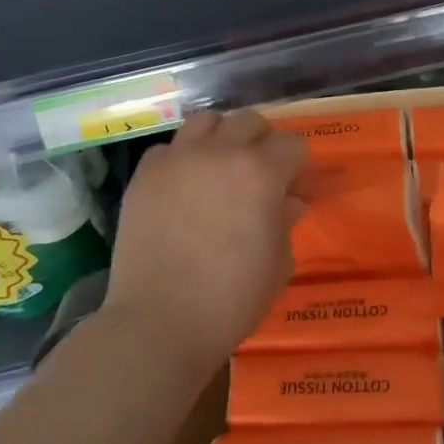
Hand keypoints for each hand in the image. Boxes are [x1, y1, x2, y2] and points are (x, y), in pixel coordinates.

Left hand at [103, 110, 307, 375]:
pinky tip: (182, 186)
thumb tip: (290, 200)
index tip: (296, 188)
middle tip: (260, 175)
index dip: (298, 166)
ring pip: (206, 121)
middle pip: (251, 121)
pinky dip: (181, 158)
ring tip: (220, 167)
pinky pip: (168, 149)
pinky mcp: (144, 175)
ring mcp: (178, 159)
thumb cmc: (231, 299)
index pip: (293, 145)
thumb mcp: (278, 263)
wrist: (159, 322)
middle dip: (263, 142)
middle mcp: (220, 152)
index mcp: (261, 172)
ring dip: (221, 137)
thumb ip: (286, 219)